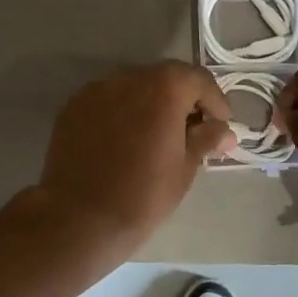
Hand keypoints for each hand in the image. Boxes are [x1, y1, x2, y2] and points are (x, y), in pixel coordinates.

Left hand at [33, 61, 234, 258]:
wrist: (78, 218)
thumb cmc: (142, 196)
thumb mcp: (185, 169)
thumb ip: (206, 140)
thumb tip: (224, 131)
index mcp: (163, 89)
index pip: (198, 80)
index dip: (214, 101)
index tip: (220, 126)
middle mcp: (129, 78)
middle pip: (165, 78)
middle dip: (182, 100)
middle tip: (191, 131)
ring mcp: (96, 90)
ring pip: (134, 88)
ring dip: (150, 104)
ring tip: (156, 136)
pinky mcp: (73, 107)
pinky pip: (108, 102)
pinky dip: (122, 113)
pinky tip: (124, 141)